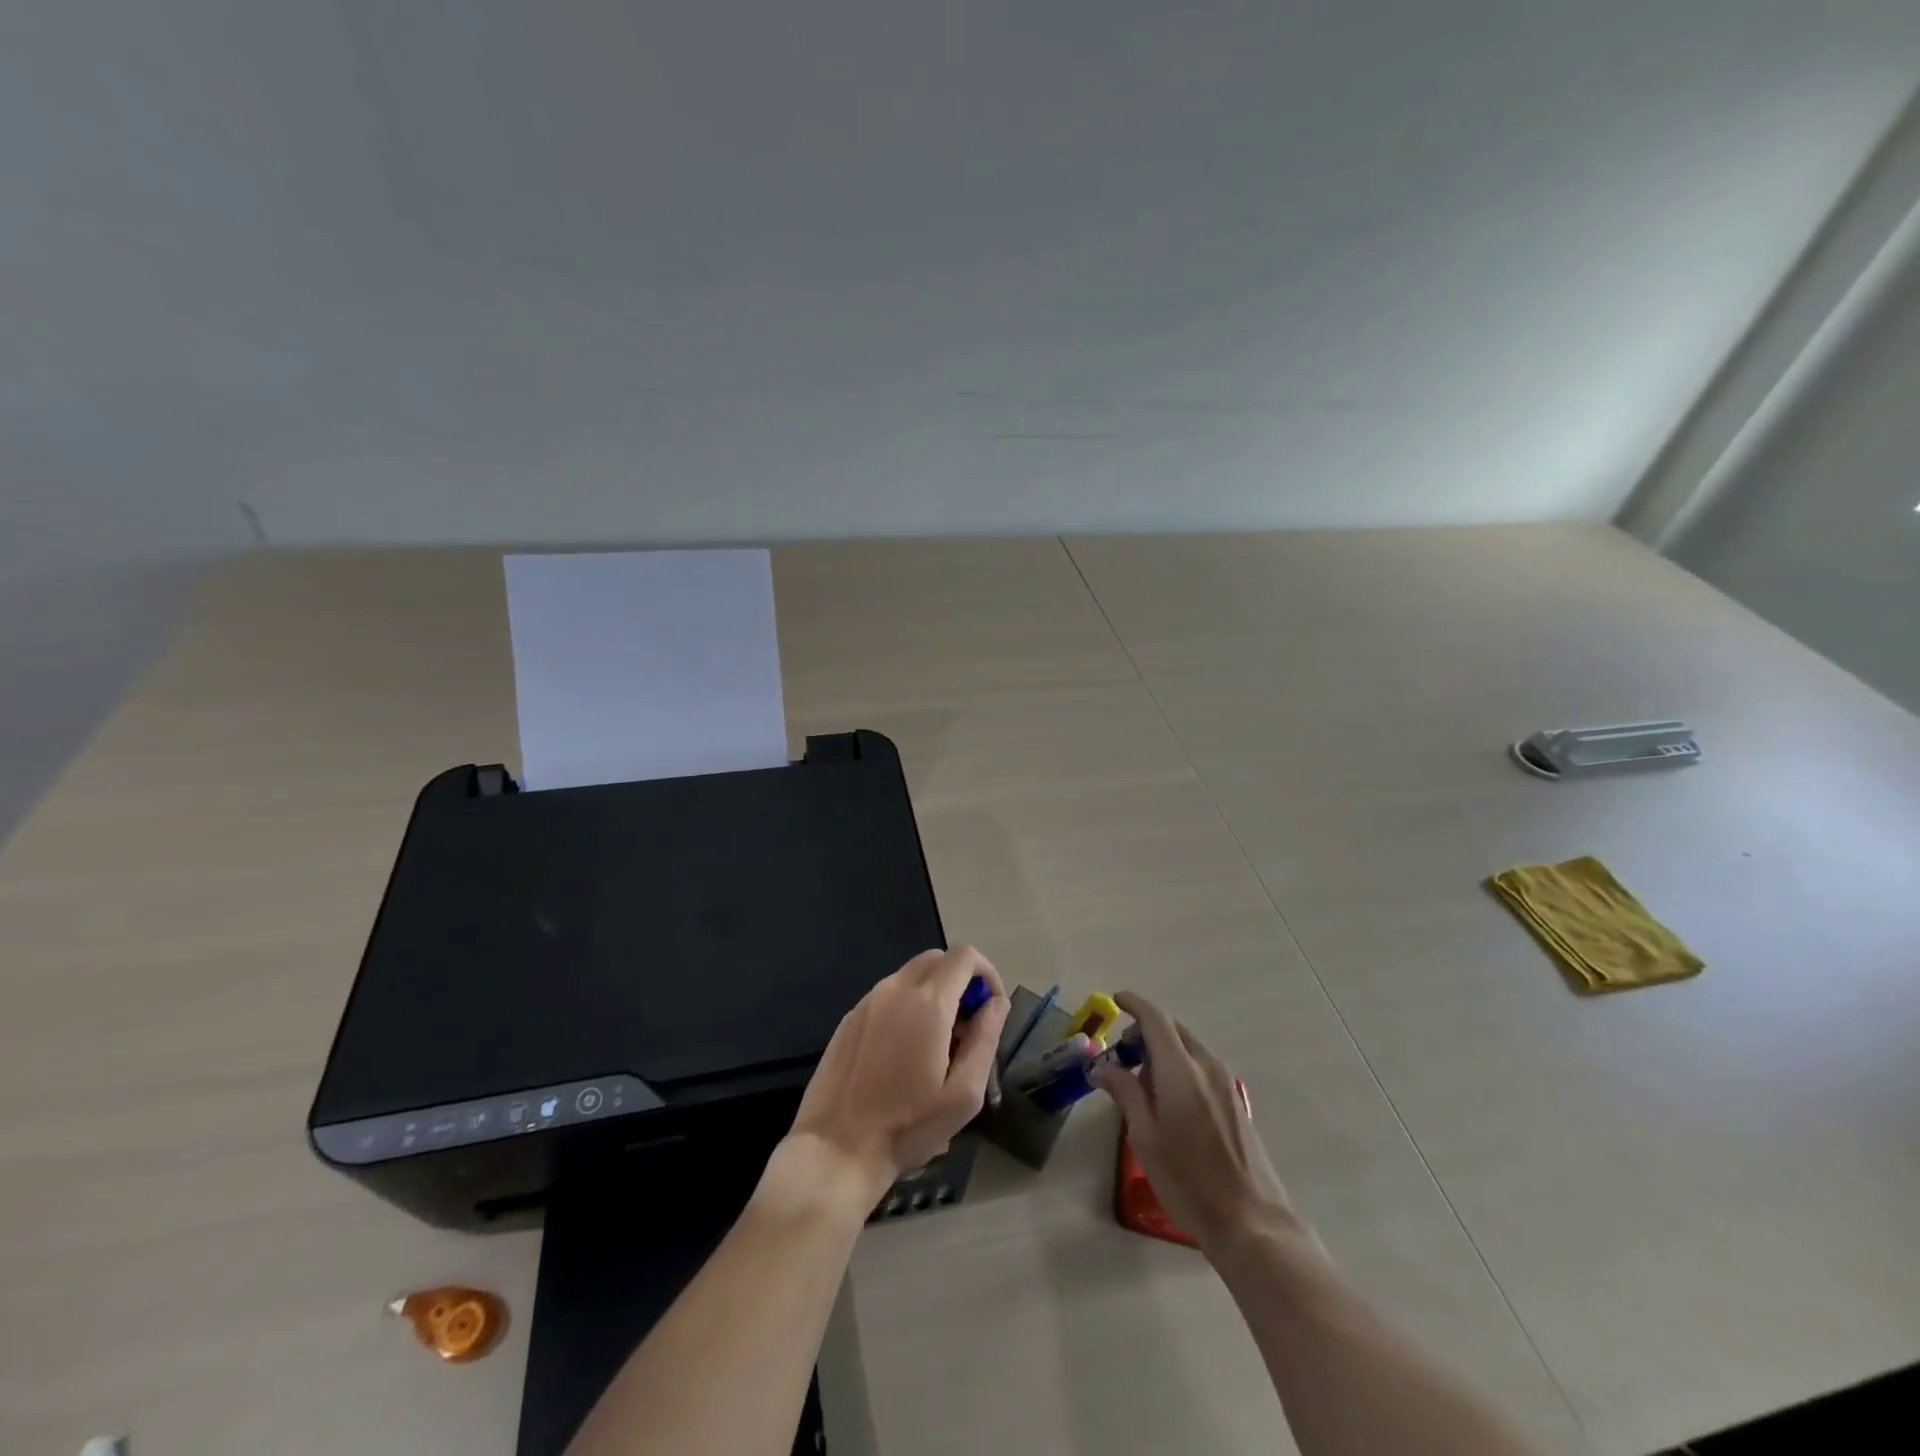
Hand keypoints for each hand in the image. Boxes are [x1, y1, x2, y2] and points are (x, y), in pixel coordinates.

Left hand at [786, 946, 1008, 1207]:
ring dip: (934, 994)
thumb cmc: (908, 1127)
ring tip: (936, 1045)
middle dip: (961, 981)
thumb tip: (996, 1003)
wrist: (836, 1149)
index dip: (987, 973)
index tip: (990, 1009)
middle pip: (938, 959)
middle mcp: (896, 989)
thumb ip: (986, 1038)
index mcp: (928, 1003)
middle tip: (967, 1027)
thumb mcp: (964, 1094)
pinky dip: (907, 1006)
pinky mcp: (850, 1017)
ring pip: (912, 975)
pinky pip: (889, 995)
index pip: (965, 955)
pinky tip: (903, 1052)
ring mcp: (868, 1000)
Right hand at [1091, 991, 1301, 1257]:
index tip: (1115, 1001)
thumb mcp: (1144, 1137)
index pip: (1155, 1019)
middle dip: (1144, 1032)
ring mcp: (1225, 1083)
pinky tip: (1167, 1102)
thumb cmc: (1188, 1180)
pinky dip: (1179, 1066)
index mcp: (1181, 1070)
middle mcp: (1206, 1066)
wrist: (1250, 1222)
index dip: (1133, 1004)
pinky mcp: (1235, 1101)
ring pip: (1187, 1048)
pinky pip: (1200, 1066)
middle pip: (1172, 1030)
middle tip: (1121, 1058)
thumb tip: (1101, 1066)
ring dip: (1162, 1051)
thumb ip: (1124, 1092)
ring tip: (1141, 1086)